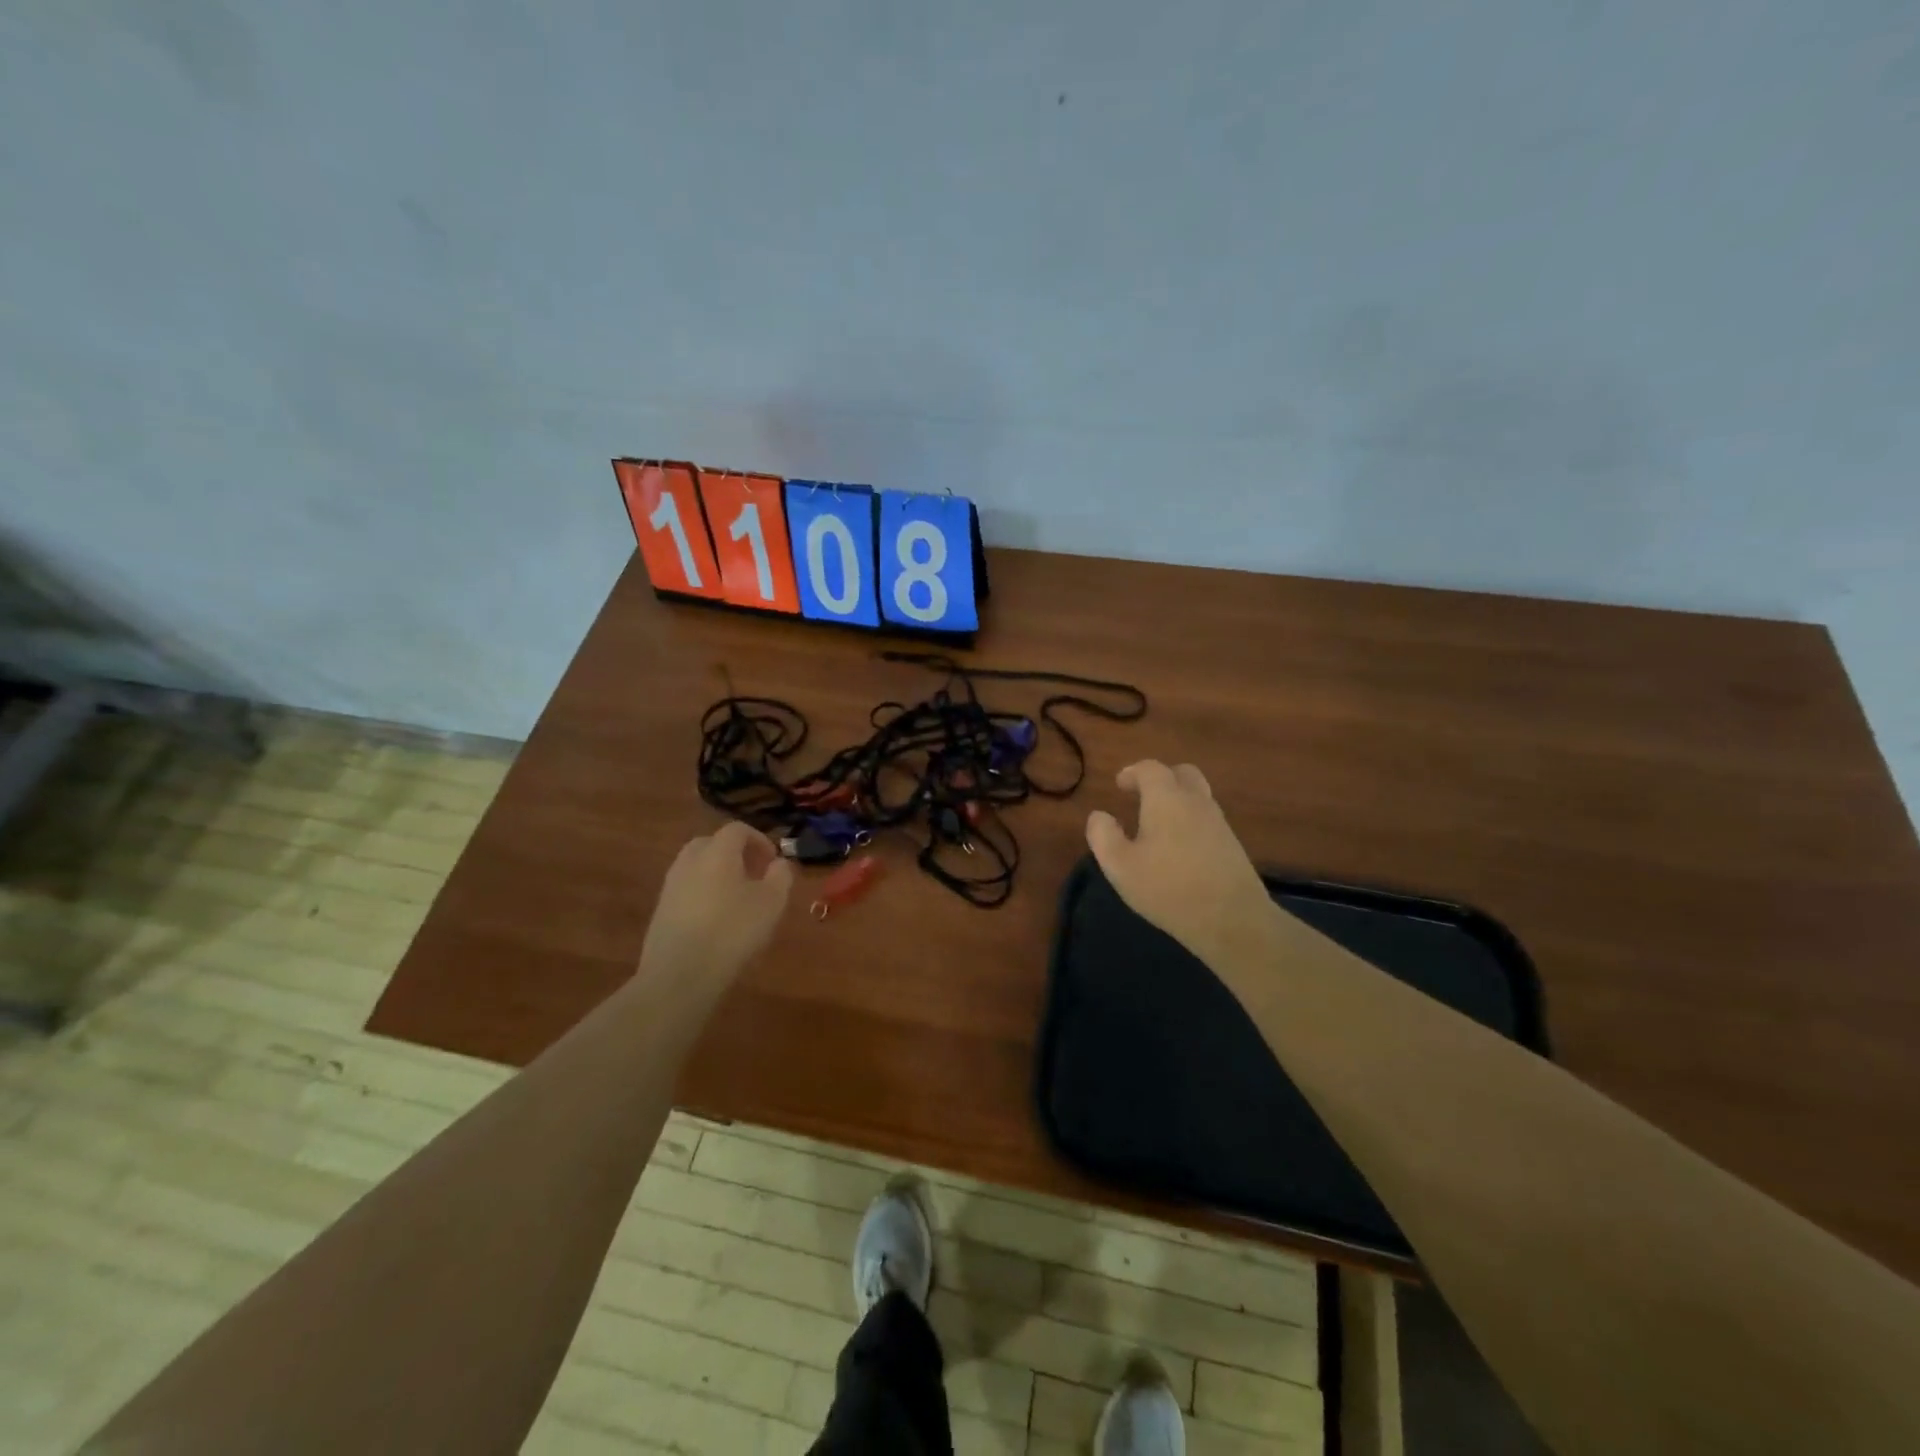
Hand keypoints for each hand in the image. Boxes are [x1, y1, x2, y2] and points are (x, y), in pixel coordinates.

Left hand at [641, 821, 794, 981]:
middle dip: (734, 853)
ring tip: (737, 899)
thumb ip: (781, 876)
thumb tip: (779, 863)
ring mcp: (671, 887)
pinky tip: (716, 920)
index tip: (773, 861)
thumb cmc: (733, 932)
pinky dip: (703, 894)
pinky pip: (686, 891)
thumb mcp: (772, 903)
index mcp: (718, 852)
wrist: (679, 975)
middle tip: (754, 874)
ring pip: (696, 867)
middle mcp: (689, 861)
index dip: (759, 840)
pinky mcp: (660, 912)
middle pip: (711, 843)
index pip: (737, 830)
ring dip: (717, 874)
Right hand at [1085, 761, 1274, 966]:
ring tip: (1157, 823)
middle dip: (1161, 778)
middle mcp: (1196, 802)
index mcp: (1167, 799)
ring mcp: (1219, 823)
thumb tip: (1099, 816)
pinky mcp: (1232, 845)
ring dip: (1177, 800)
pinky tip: (1178, 847)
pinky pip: (1207, 819)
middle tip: (1141, 795)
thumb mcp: (1120, 866)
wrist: (1232, 920)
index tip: (1119, 784)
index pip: (1150, 769)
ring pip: (1198, 796)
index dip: (1132, 772)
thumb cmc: (1168, 888)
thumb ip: (1103, 836)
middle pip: (1182, 774)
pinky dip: (1190, 820)